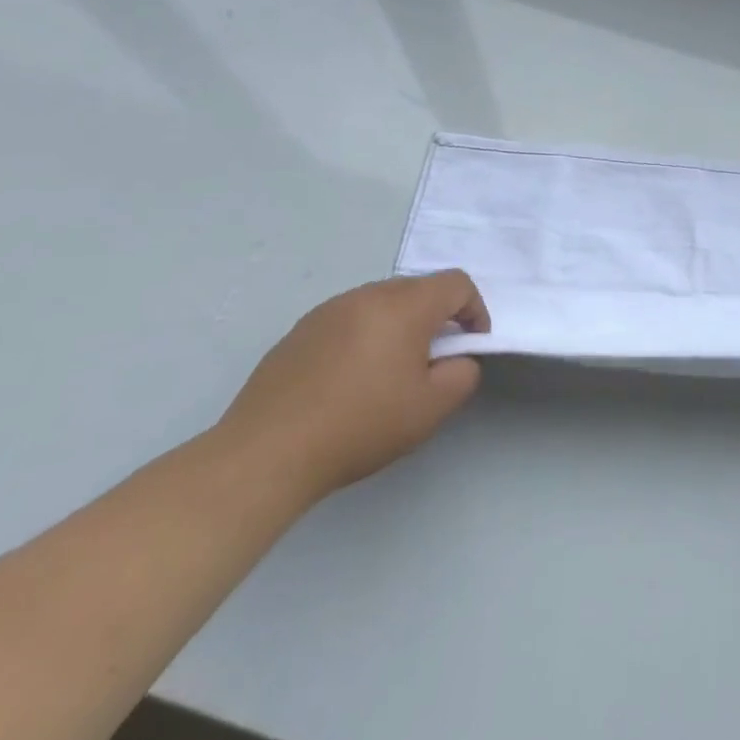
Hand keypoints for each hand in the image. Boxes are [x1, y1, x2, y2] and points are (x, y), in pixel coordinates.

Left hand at [215, 272, 489, 505]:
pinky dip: (364, 337)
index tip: (471, 345)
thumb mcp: (431, 408)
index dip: (475, 310)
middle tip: (433, 362)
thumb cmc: (359, 425)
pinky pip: (348, 320)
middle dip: (436, 318)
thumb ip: (463, 374)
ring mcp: (327, 311)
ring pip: (381, 303)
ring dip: (399, 326)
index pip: (456, 284)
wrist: (265, 455)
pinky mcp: (298, 332)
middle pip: (418, 289)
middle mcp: (366, 295)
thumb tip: (457, 359)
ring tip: (390, 372)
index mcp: (403, 306)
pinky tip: (349, 381)